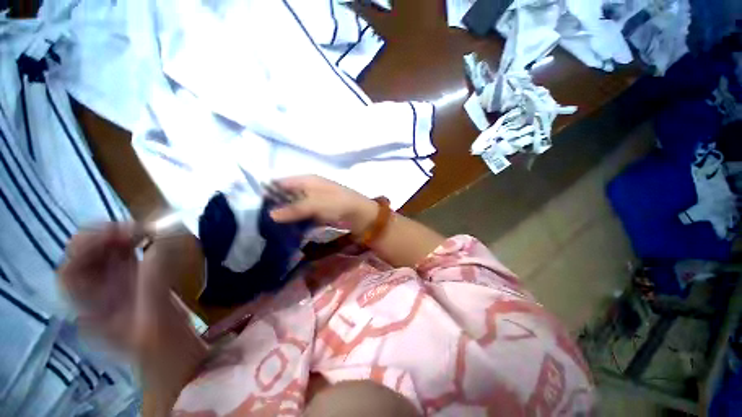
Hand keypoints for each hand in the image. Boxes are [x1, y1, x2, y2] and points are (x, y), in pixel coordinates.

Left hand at [59, 223, 174, 352]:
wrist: (175, 352)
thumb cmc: (162, 348)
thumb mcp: (155, 321)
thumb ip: (154, 283)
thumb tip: (161, 243)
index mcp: (92, 310)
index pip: (70, 273)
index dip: (85, 250)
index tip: (116, 235)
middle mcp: (97, 293)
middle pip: (85, 257)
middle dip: (104, 238)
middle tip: (134, 228)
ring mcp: (117, 284)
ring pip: (106, 252)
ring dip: (122, 236)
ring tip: (146, 229)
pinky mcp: (136, 278)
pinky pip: (129, 254)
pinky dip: (138, 241)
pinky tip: (152, 236)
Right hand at [269, 175, 378, 234]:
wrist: (359, 214)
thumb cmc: (337, 203)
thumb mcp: (315, 204)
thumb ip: (294, 209)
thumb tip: (270, 214)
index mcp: (306, 180)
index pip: (281, 182)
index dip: (268, 191)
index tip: (254, 206)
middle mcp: (307, 188)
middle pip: (286, 195)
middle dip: (274, 205)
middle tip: (259, 220)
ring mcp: (312, 201)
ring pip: (293, 206)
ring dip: (284, 215)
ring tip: (268, 227)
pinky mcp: (317, 212)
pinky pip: (302, 215)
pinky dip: (295, 221)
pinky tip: (285, 230)